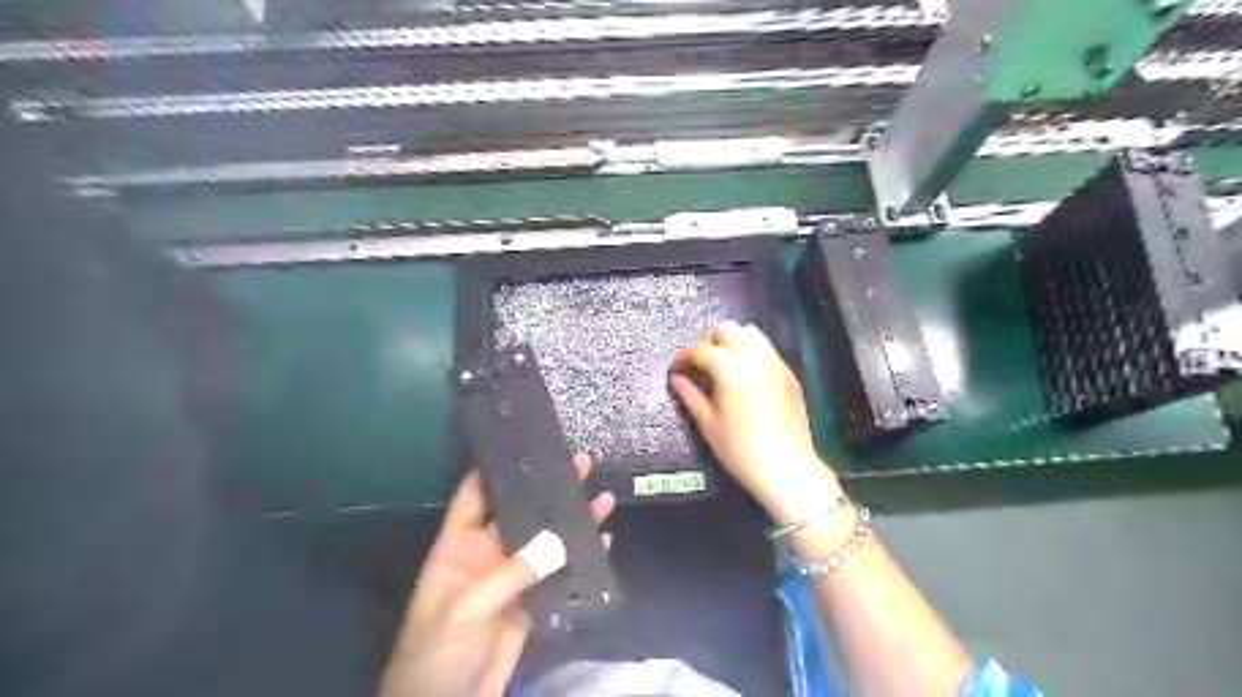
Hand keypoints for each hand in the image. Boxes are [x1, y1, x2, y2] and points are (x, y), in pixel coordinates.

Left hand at [380, 453, 610, 696]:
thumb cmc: (437, 654)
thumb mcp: (467, 608)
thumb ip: (511, 573)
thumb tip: (558, 540)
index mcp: (458, 547)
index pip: (475, 495)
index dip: (497, 469)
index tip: (526, 444)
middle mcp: (486, 555)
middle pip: (521, 512)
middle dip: (549, 489)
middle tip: (579, 462)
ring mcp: (512, 580)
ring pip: (546, 541)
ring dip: (572, 520)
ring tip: (600, 495)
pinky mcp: (532, 604)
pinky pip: (560, 574)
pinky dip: (582, 558)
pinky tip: (604, 541)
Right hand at [670, 320, 842, 521]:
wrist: (786, 468)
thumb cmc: (740, 449)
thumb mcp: (708, 423)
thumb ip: (690, 395)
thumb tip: (677, 378)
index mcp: (731, 369)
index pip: (701, 350)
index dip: (684, 357)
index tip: (676, 369)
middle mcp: (755, 358)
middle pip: (728, 330)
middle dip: (709, 342)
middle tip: (699, 364)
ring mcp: (775, 364)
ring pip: (751, 334)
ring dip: (733, 342)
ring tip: (722, 365)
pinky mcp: (789, 375)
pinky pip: (767, 351)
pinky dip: (751, 353)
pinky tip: (745, 376)